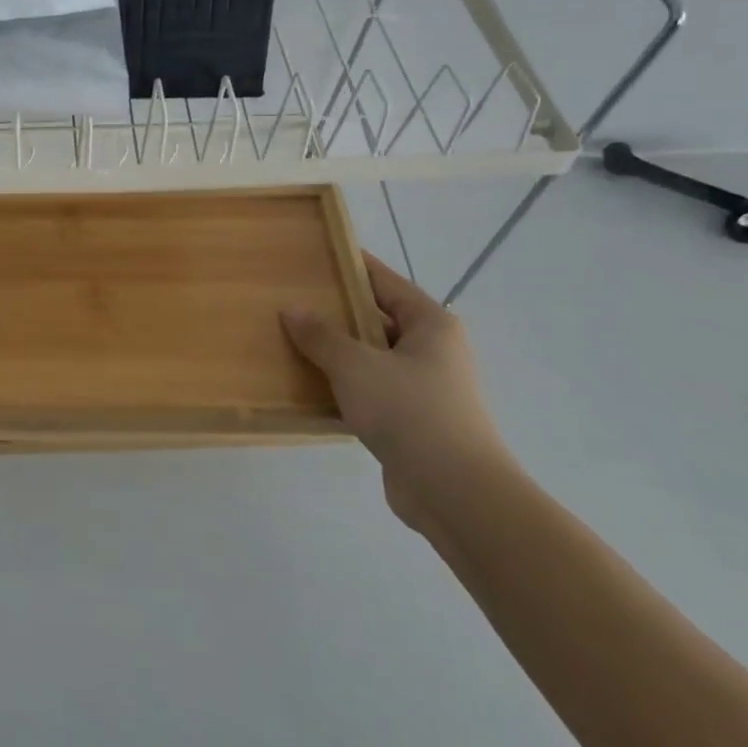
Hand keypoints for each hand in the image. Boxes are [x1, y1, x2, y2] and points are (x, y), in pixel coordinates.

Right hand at [282, 254, 513, 530]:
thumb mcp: (355, 365)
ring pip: (373, 358)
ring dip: (338, 353)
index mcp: (431, 325)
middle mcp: (434, 350)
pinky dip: (345, 387)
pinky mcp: (414, 421)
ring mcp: (426, 388)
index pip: (385, 281)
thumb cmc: (409, 411)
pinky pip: (372, 391)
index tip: (317, 255)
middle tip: (293, 300)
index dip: (352, 266)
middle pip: (379, 319)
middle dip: (338, 312)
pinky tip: (311, 387)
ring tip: (293, 342)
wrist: (456, 492)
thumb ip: (321, 335)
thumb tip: (292, 309)